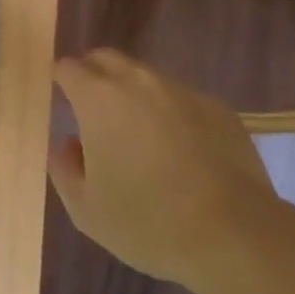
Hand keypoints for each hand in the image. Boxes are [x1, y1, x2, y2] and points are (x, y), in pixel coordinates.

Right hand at [49, 50, 278, 289]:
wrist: (234, 234)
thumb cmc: (148, 221)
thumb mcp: (87, 209)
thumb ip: (64, 168)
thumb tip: (66, 144)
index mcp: (99, 98)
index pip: (69, 68)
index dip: (60, 80)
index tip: (60, 99)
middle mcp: (139, 81)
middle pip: (106, 58)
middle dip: (93, 75)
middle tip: (92, 110)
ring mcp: (182, 90)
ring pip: (146, 78)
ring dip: (133, 95)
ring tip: (138, 136)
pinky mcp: (217, 108)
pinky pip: (182, 100)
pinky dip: (171, 114)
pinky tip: (180, 152)